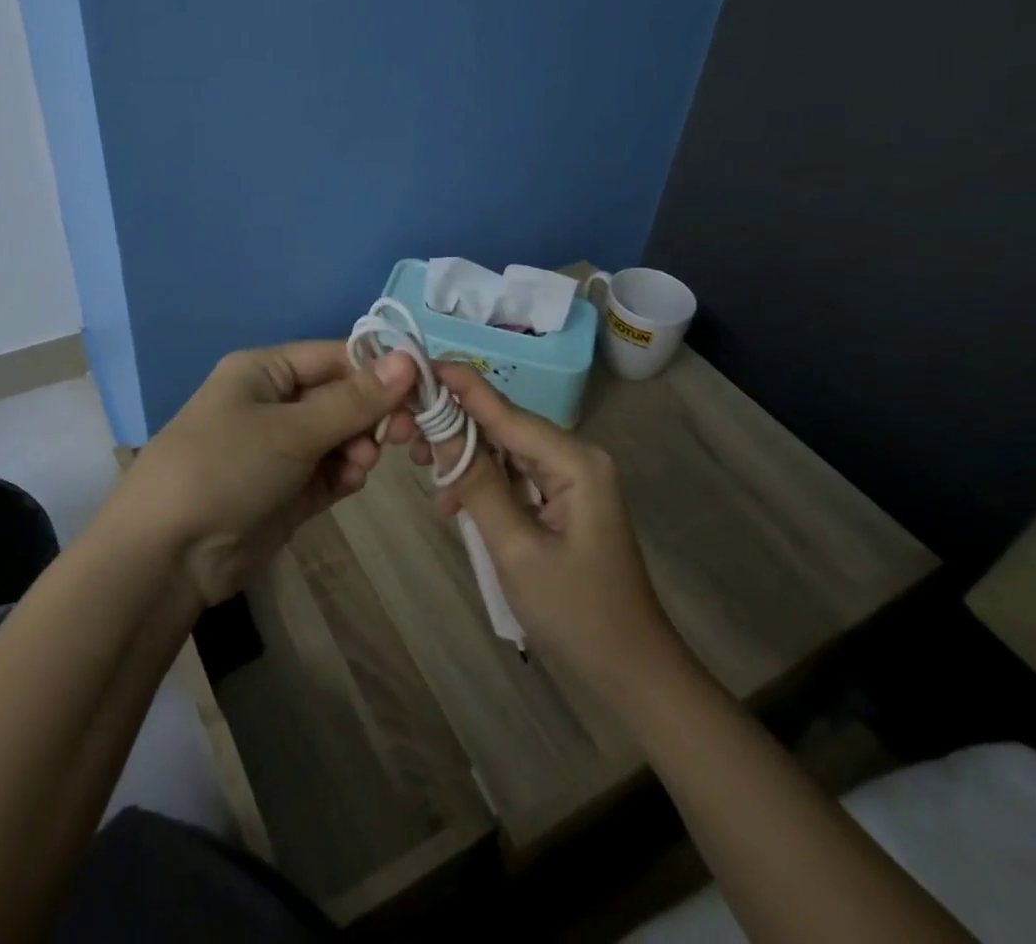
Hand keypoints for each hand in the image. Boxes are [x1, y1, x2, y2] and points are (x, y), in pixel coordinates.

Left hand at [116, 342, 417, 604]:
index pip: (334, 357)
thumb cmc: (225, 467)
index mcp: (264, 371)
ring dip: (358, 447)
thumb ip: (354, 400)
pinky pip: (329, 471)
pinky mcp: (287, 491)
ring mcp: (280, 449)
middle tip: (400, 434)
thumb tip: (409, 359)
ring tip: (361, 466)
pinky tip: (351, 483)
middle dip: (370, 414)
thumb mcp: (291, 429)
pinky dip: (345, 474)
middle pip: (340, 397)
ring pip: (339, 436)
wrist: (167, 555)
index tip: (420, 388)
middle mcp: (273, 404)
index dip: (377, 370)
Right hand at [409, 363, 692, 702]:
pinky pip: (515, 475)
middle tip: (404, 435)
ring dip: (465, 457)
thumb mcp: (515, 549)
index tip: (418, 364)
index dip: (461, 386)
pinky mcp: (563, 499)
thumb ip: (477, 483)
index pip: (506, 410)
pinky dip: (483, 482)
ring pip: (505, 450)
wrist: (631, 672)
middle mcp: (575, 457)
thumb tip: (439, 429)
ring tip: (420, 467)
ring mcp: (571, 478)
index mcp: (574, 461)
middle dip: (454, 426)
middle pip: (504, 426)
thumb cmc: (576, 613)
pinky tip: (452, 503)